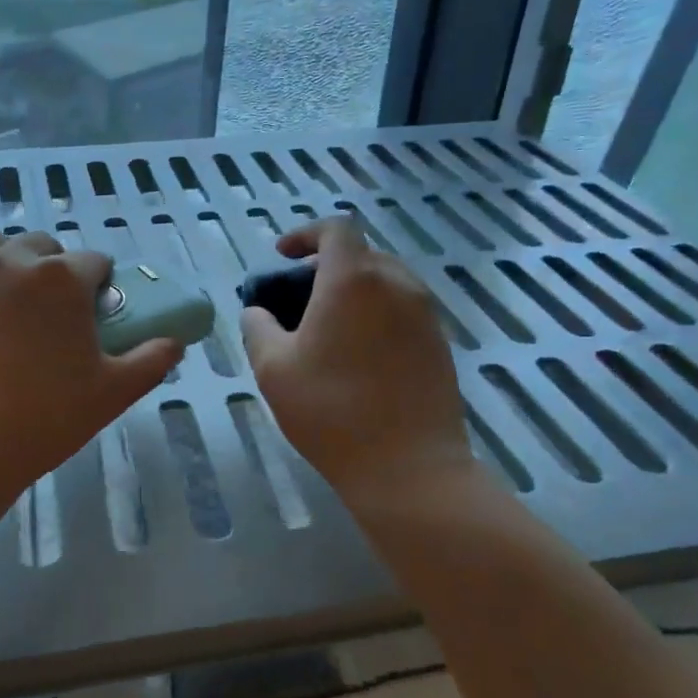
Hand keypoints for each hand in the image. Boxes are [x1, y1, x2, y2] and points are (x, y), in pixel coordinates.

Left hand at [0, 231, 180, 493]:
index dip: (101, 285)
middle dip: (53, 268)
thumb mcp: (113, 393)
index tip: (96, 314)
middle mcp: (10, 263)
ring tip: (9, 312)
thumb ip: (152, 360)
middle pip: (41, 246)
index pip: (95, 261)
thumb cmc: (45, 417)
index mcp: (61, 278)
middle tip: (53, 314)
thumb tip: (174, 343)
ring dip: (8, 268)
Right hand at [241, 217, 473, 502]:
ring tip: (327, 329)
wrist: (410, 467)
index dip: (305, 234)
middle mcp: (397, 284)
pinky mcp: (441, 344)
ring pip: (385, 283)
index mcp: (354, 279)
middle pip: (361, 255)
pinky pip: (403, 311)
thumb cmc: (331, 410)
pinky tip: (358, 356)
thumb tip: (257, 311)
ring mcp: (426, 315)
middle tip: (298, 299)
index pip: (336, 229)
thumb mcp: (273, 368)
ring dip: (353, 291)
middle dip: (325, 266)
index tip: (282, 256)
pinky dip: (376, 315)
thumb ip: (257, 327)